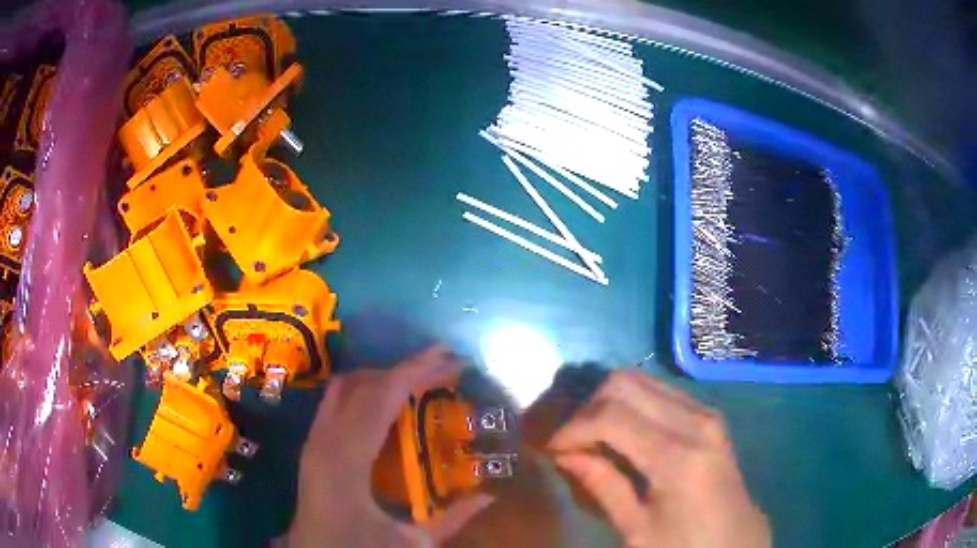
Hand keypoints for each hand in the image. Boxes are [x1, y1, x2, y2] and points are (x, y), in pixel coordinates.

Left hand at [287, 346, 493, 547]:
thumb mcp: (412, 543)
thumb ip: (453, 518)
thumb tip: (490, 495)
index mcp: (346, 459)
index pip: (381, 397)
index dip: (417, 372)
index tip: (452, 361)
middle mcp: (324, 439)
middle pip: (362, 383)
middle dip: (404, 367)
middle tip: (443, 363)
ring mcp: (313, 440)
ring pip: (345, 387)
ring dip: (383, 376)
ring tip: (420, 377)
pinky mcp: (312, 446)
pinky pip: (337, 401)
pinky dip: (365, 391)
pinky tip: (389, 402)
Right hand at [548, 371, 769, 547]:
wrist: (737, 541)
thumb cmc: (685, 545)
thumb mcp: (638, 529)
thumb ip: (603, 487)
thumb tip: (565, 455)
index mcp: (678, 457)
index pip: (611, 416)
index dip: (573, 428)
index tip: (552, 450)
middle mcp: (696, 422)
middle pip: (626, 383)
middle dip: (588, 408)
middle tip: (573, 443)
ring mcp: (707, 414)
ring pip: (643, 380)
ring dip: (610, 403)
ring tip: (594, 438)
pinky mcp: (709, 417)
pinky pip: (662, 392)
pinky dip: (633, 405)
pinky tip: (624, 435)